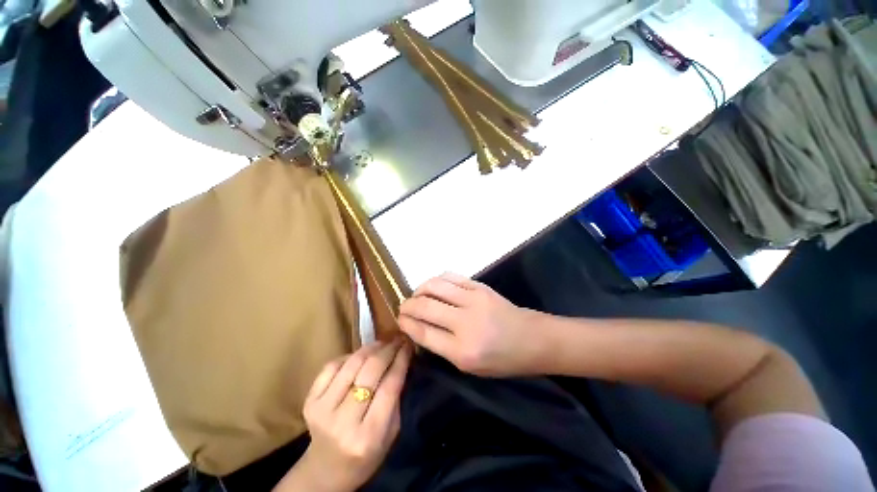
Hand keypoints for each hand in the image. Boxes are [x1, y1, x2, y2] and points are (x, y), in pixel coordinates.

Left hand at [275, 340, 411, 491]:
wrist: (326, 471)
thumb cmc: (366, 455)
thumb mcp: (391, 432)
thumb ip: (396, 398)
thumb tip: (401, 360)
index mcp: (369, 436)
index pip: (389, 386)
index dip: (401, 360)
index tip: (408, 345)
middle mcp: (343, 422)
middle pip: (370, 371)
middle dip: (388, 350)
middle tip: (397, 340)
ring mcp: (322, 410)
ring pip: (351, 364)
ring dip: (370, 348)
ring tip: (382, 343)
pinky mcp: (310, 401)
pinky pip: (331, 366)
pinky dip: (349, 356)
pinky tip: (360, 355)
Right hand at [398, 272, 540, 376]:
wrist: (532, 339)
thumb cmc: (502, 360)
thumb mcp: (470, 367)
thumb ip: (442, 347)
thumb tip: (418, 327)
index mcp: (463, 351)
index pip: (423, 332)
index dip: (406, 324)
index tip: (400, 320)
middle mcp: (466, 323)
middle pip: (425, 306)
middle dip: (407, 305)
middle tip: (403, 307)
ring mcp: (474, 299)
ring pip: (435, 286)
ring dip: (419, 289)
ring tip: (416, 296)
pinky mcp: (480, 286)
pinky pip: (450, 277)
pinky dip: (436, 280)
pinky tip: (433, 287)